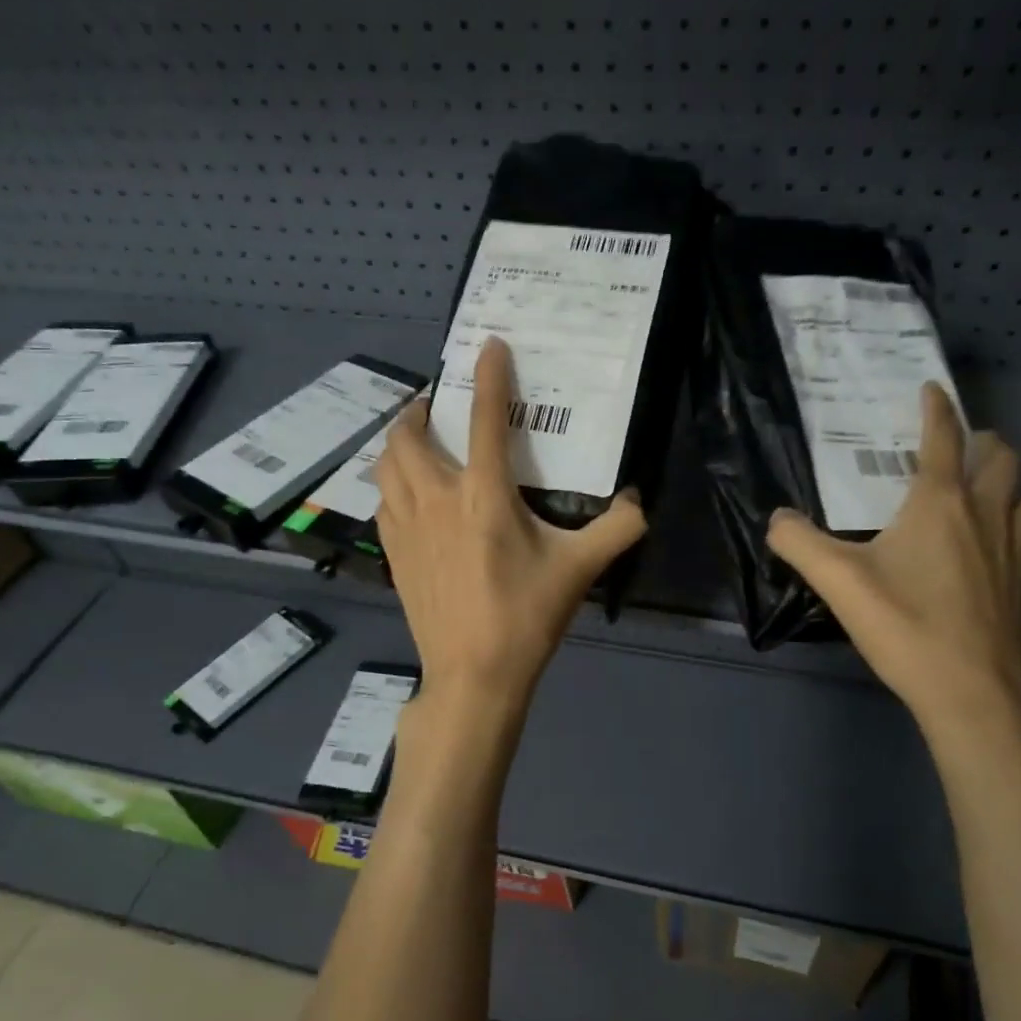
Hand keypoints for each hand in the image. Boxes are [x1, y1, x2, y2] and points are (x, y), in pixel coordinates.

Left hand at [375, 336, 647, 712]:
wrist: (474, 674)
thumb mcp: (580, 570)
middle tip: (438, 407)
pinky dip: (390, 484)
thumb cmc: (526, 617)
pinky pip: (382, 502)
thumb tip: (638, 502)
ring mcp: (407, 528)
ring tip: (416, 442)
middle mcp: (437, 500)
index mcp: (484, 496)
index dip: (489, 377)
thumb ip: (617, 529)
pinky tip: (406, 495)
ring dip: (398, 444)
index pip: (486, 421)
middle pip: (409, 437)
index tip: (488, 346)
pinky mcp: (394, 555)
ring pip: (385, 466)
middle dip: (419, 411)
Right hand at [766, 385, 1020, 729]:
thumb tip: (777, 519)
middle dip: (981, 439)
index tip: (932, 388)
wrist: (971, 692)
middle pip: (999, 457)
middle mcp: (984, 514)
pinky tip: (988, 545)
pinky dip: (1009, 518)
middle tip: (958, 442)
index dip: (937, 408)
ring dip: (1002, 477)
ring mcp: (1012, 549)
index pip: (943, 438)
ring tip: (978, 485)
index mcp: (940, 504)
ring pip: (1020, 492)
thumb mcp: (838, 582)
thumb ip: (800, 543)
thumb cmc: (905, 626)